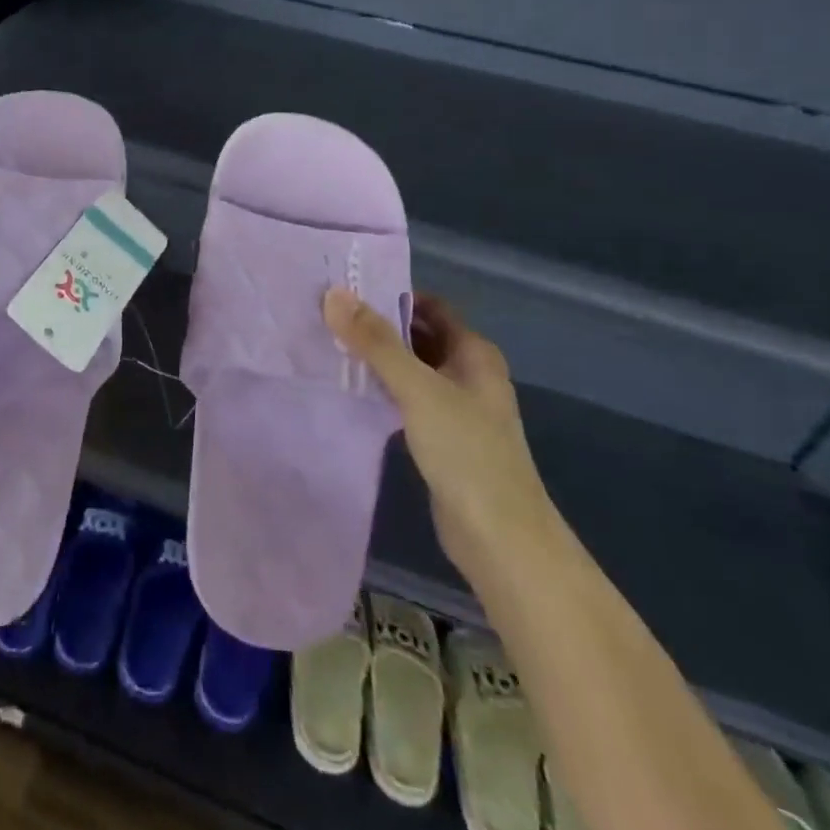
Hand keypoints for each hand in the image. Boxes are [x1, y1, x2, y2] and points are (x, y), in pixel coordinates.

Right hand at [323, 288, 555, 581]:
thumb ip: (376, 342)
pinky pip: (408, 400)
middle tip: (329, 316)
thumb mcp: (417, 389)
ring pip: (412, 369)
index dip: (392, 295)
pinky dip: (383, 390)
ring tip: (330, 346)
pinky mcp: (443, 438)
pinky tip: (351, 390)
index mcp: (474, 353)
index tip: (347, 290)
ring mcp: (457, 408)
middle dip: (379, 326)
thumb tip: (334, 294)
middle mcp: (469, 373)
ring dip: (378, 359)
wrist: (501, 539)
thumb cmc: (466, 452)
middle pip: (419, 336)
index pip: (430, 306)